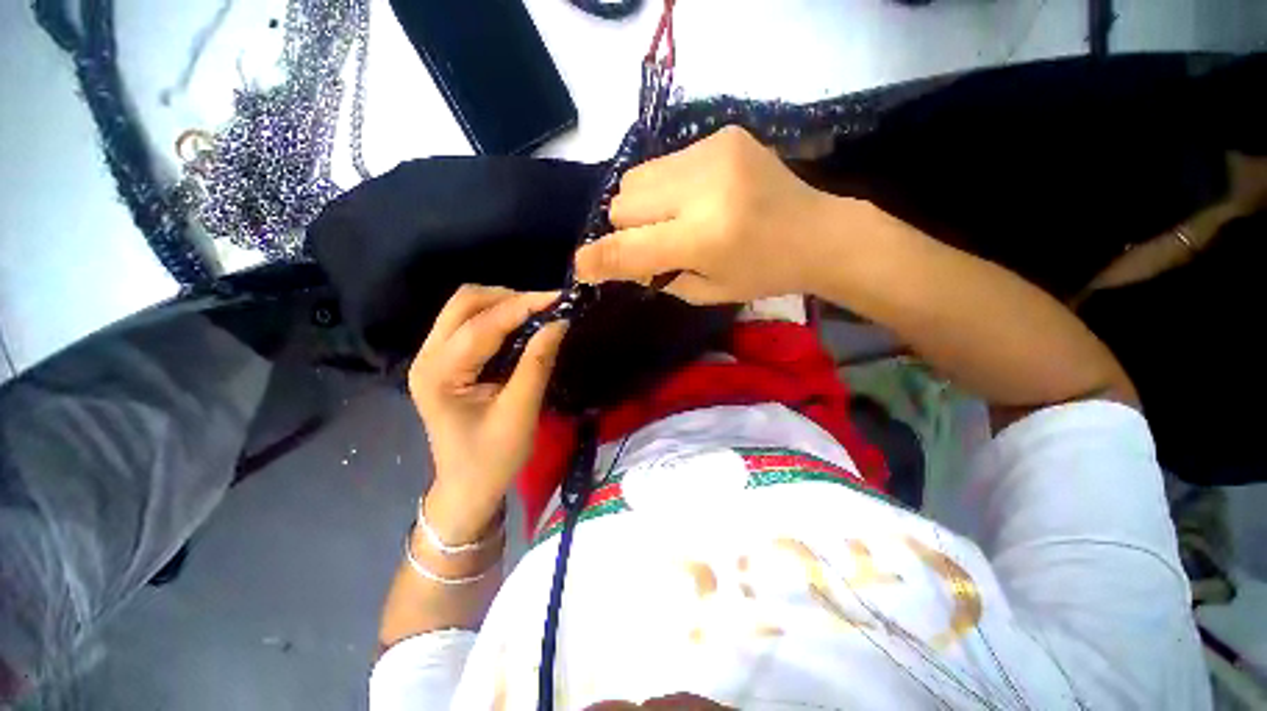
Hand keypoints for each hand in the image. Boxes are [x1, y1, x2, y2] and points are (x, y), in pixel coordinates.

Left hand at [408, 285, 566, 541]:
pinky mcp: (446, 361)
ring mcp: (433, 357)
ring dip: (505, 305)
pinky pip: (471, 324)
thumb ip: (538, 363)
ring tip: (539, 315)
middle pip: (465, 303)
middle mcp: (428, 357)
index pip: (482, 325)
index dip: (523, 306)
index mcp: (440, 374)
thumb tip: (560, 323)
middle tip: (548, 308)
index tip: (559, 298)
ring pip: (467, 309)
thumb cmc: (492, 458)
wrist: (467, 487)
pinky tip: (523, 327)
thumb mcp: (520, 412)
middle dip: (510, 298)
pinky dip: (500, 318)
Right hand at [574, 126, 837, 303]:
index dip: (597, 260)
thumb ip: (656, 274)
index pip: (629, 248)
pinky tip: (695, 198)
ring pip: (637, 177)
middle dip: (625, 228)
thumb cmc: (763, 273)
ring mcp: (713, 152)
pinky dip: (666, 187)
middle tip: (650, 242)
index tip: (582, 267)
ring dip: (642, 205)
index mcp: (705, 237)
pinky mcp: (721, 134)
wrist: (817, 231)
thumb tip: (618, 257)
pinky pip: (664, 163)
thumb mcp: (706, 291)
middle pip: (623, 202)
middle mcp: (704, 188)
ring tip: (672, 219)